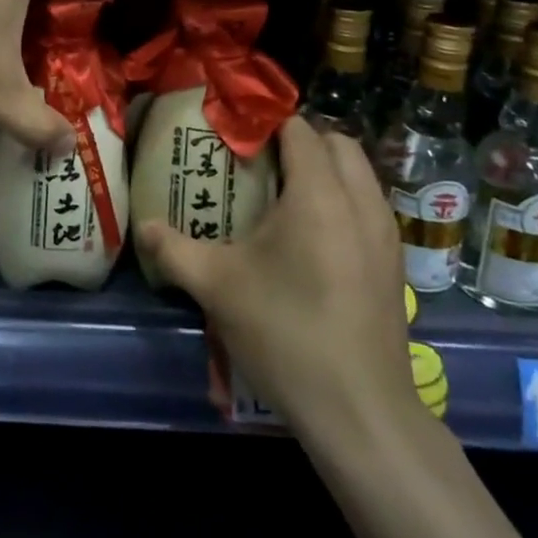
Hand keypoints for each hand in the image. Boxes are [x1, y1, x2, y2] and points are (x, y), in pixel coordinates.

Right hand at [137, 117, 421, 436]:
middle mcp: (360, 202)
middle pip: (336, 143)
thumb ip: (173, 250)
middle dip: (300, 141)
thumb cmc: (285, 334)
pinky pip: (368, 206)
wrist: (360, 413)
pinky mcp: (394, 264)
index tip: (234, 137)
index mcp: (318, 195)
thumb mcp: (217, 288)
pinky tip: (310, 237)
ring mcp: (384, 234)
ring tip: (282, 196)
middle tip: (259, 162)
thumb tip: (143, 226)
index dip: (265, 124)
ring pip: (359, 174)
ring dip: (325, 170)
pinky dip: (342, 200)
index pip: (299, 129)